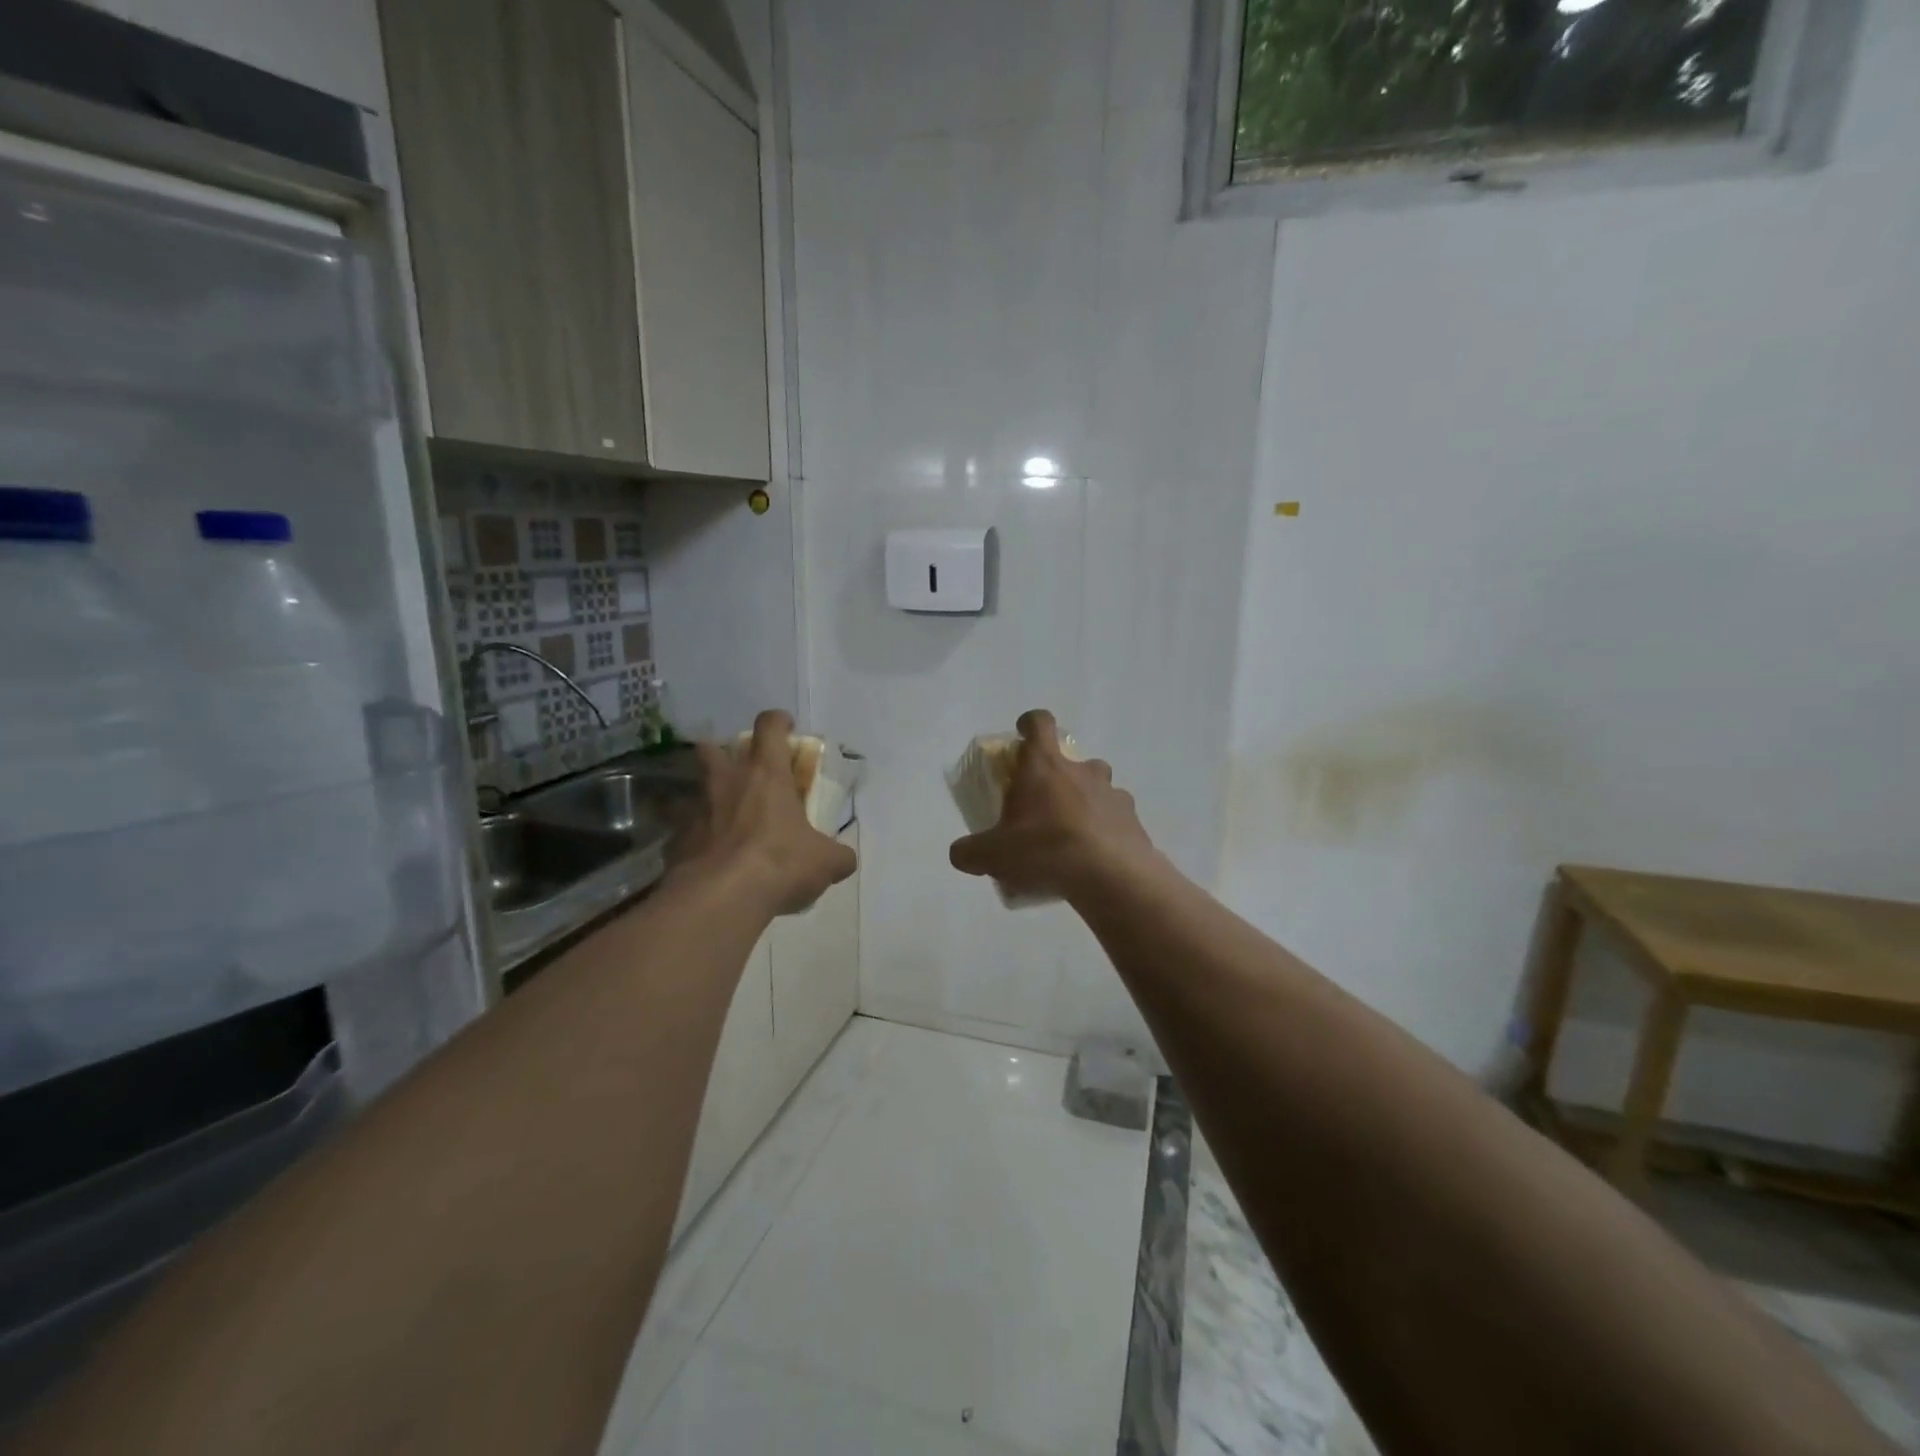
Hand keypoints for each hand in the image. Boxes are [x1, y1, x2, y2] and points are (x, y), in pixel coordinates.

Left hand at [678, 710, 856, 915]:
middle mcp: (726, 781)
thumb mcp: (826, 862)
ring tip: (727, 820)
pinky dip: (698, 838)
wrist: (719, 900)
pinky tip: (712, 858)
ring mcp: (696, 809)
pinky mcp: (675, 840)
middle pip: (714, 748)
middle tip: (744, 775)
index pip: (769, 727)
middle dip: (725, 754)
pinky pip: (686, 830)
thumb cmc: (780, 864)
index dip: (778, 722)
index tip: (787, 729)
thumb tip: (844, 860)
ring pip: (697, 788)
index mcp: (766, 774)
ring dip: (710, 797)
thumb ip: (838, 855)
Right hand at [949, 709, 1159, 903]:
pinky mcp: (1132, 819)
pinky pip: (1115, 817)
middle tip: (1043, 803)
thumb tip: (959, 854)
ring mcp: (1112, 793)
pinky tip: (1094, 855)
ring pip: (1097, 787)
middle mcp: (1082, 770)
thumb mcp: (994, 855)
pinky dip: (1105, 829)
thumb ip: (970, 852)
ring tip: (1071, 833)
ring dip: (1084, 800)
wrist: (1110, 876)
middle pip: (1071, 758)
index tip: (1022, 733)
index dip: (1030, 723)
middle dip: (1057, 775)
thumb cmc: (1045, 849)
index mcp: (1045, 765)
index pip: (1039, 723)